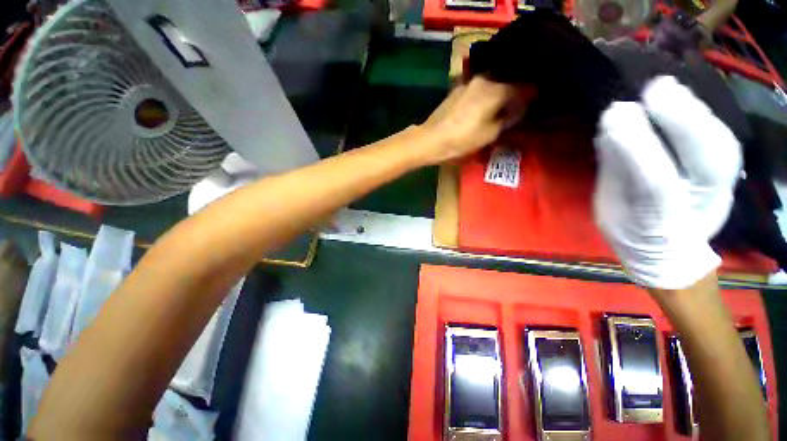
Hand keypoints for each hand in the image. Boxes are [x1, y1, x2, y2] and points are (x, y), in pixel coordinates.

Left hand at [418, 76, 531, 164]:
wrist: (430, 139)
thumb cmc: (461, 140)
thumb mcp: (489, 135)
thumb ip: (508, 119)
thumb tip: (518, 109)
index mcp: (495, 90)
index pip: (522, 87)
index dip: (530, 95)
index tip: (533, 103)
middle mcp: (484, 80)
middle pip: (506, 81)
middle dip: (514, 91)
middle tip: (517, 104)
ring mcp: (468, 83)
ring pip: (492, 83)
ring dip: (499, 91)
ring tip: (501, 105)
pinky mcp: (457, 89)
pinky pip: (478, 88)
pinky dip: (485, 93)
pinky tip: (483, 104)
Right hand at [594, 76, 741, 288]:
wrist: (669, 248)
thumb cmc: (633, 230)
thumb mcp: (613, 209)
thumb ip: (616, 170)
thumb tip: (610, 128)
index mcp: (663, 222)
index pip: (654, 183)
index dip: (639, 149)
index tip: (617, 115)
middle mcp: (701, 202)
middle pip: (703, 160)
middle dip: (681, 122)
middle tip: (653, 90)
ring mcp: (721, 185)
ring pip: (720, 146)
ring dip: (696, 113)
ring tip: (666, 87)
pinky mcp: (727, 172)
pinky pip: (721, 140)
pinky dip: (704, 117)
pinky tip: (681, 96)